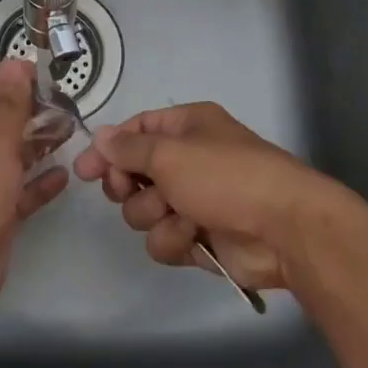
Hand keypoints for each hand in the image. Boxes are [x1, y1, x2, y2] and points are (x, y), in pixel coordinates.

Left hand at [0, 57, 67, 317]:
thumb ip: (10, 105)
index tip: (32, 73)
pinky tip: (64, 175)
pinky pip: (17, 193)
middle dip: (21, 111)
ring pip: (6, 158)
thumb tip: (16, 63)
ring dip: (34, 144)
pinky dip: (37, 183)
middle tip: (57, 101)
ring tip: (67, 129)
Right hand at [72, 102, 331, 290]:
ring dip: (154, 215)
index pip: (134, 131)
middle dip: (128, 186)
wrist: (284, 228)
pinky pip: (164, 239)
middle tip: (129, 191)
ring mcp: (193, 201)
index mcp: (185, 127)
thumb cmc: (225, 176)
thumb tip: (100, 137)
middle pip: (133, 173)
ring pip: (143, 211)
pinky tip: (194, 237)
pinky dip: (174, 239)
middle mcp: (187, 160)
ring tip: (179, 215)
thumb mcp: (169, 153)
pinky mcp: (199, 238)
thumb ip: (128, 148)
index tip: (83, 170)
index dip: (108, 149)